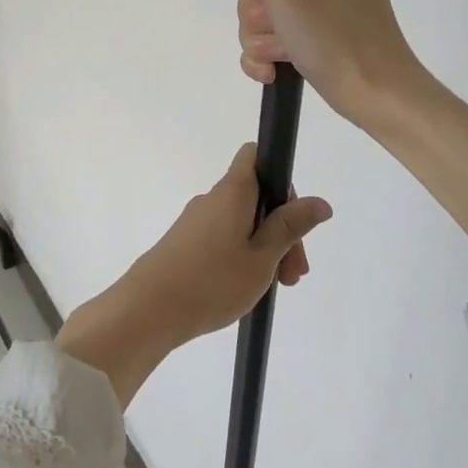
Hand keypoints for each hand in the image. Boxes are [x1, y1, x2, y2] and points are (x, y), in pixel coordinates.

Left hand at [56, 144, 331, 405]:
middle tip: (294, 274)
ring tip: (275, 288)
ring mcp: (195, 222)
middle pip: (256, 197)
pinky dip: (241, 256)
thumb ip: (290, 227)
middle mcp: (212, 199)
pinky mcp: (183, 244)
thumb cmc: (211, 281)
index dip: (281, 176)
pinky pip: (223, 239)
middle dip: (281, 229)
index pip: (256, 156)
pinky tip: (246, 289)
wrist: (147, 311)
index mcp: (232, 192)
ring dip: (264, 248)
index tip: (296, 216)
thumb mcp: (262, 257)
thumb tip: (320, 202)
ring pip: (241, 223)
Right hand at [225, 0, 423, 126]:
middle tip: (279, 28)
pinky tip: (273, 70)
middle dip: (260, 10)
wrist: (374, 94)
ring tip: (280, 55)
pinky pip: (281, 30)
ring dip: (262, 35)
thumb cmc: (332, 33)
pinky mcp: (326, 28)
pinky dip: (271, 51)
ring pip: (269, 7)